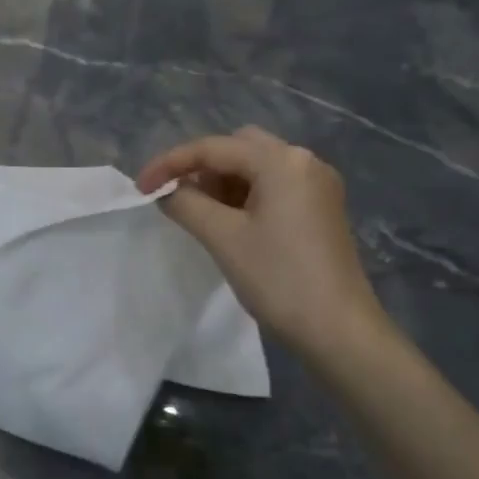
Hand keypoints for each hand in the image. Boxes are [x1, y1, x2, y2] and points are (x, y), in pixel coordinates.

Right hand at [138, 127, 390, 363]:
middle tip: (176, 197)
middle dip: (201, 168)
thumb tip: (165, 192)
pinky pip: (273, 186)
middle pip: (238, 148)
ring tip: (198, 213)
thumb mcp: (222, 238)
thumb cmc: (278, 279)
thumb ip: (185, 204)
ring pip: (256, 167)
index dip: (170, 163)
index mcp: (282, 161)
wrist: (339, 330)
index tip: (139, 188)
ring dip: (222, 182)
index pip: (213, 148)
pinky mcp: (321, 208)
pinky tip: (229, 221)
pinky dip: (245, 195)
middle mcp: (304, 161)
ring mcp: (317, 185)